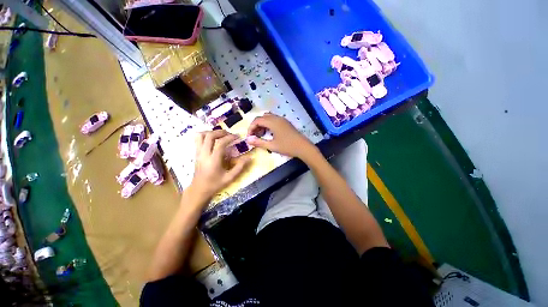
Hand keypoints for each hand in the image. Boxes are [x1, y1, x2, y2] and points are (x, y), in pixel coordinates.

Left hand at [189, 130, 249, 201]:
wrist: (199, 190)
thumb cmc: (215, 184)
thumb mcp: (230, 178)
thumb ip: (240, 167)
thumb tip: (250, 157)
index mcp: (213, 160)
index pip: (220, 143)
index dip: (230, 137)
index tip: (237, 136)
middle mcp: (204, 154)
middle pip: (209, 136)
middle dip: (221, 132)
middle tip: (230, 134)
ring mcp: (198, 153)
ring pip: (200, 135)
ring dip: (211, 132)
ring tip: (220, 135)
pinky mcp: (196, 153)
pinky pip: (197, 139)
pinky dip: (205, 135)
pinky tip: (213, 139)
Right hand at [247, 113, 315, 158]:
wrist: (303, 147)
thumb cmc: (287, 147)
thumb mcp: (272, 146)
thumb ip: (259, 142)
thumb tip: (247, 140)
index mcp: (273, 122)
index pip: (257, 120)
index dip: (251, 128)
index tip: (249, 137)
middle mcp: (277, 118)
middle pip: (262, 118)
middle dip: (256, 126)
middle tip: (254, 136)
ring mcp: (282, 120)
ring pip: (268, 118)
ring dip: (262, 124)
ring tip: (261, 135)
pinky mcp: (286, 123)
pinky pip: (273, 120)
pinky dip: (268, 124)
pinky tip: (269, 133)